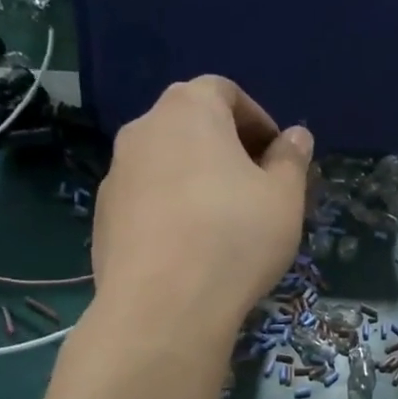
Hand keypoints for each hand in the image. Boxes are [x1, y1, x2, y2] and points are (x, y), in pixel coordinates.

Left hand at [91, 77, 311, 333]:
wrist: (162, 307)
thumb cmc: (235, 237)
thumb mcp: (284, 198)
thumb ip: (291, 159)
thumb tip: (295, 136)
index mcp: (188, 110)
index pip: (224, 91)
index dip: (257, 119)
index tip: (277, 157)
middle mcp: (143, 130)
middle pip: (190, 125)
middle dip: (226, 149)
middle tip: (256, 188)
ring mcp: (115, 174)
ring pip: (165, 163)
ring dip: (196, 179)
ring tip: (224, 223)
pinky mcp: (102, 217)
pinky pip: (146, 199)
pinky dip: (170, 210)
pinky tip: (191, 249)